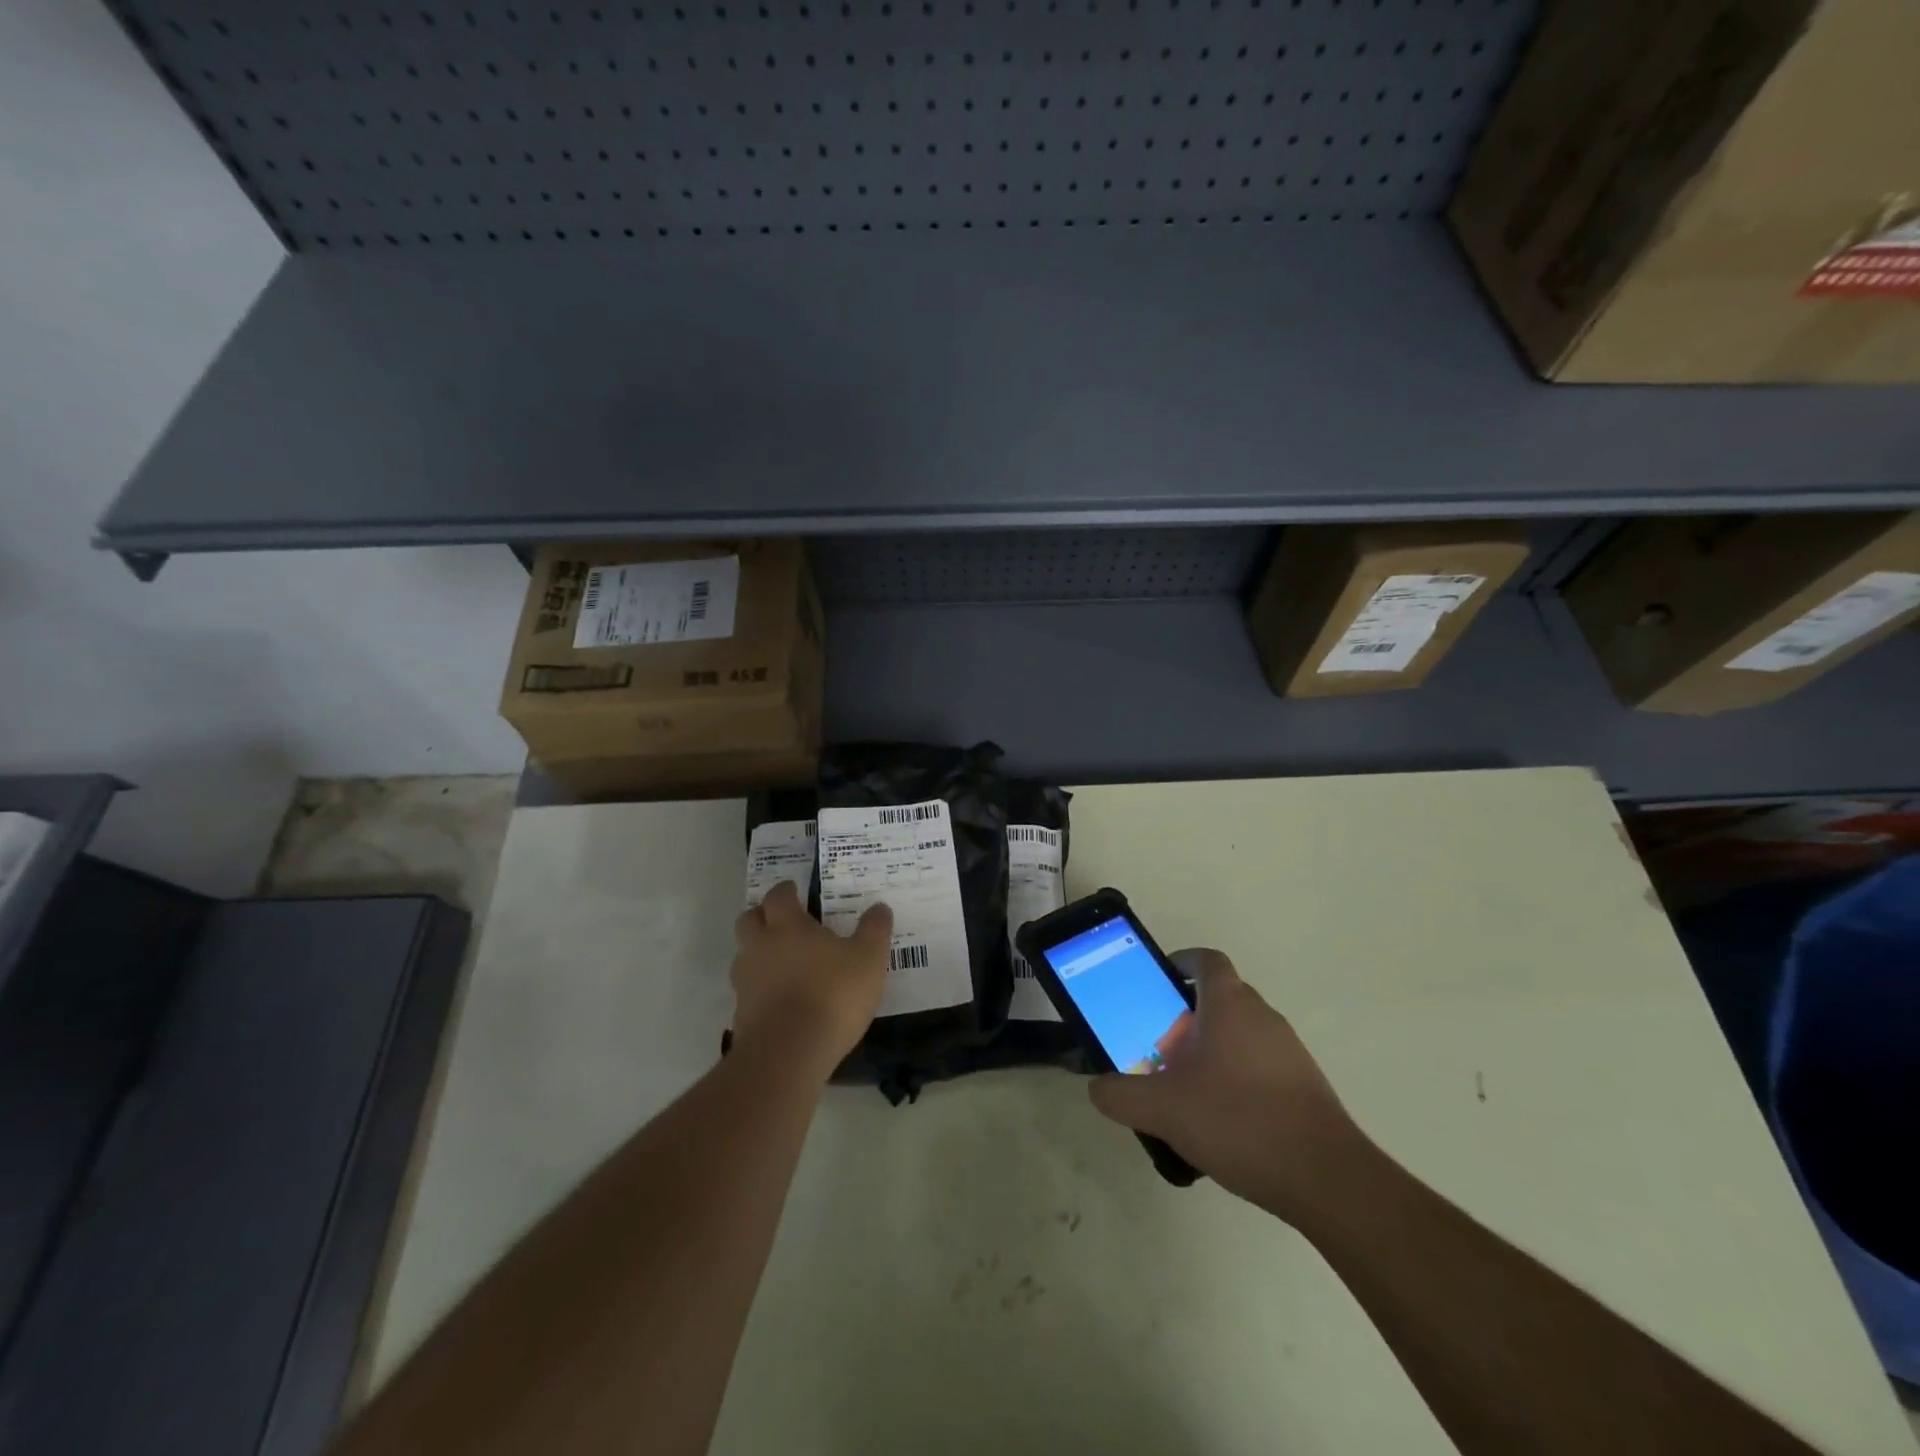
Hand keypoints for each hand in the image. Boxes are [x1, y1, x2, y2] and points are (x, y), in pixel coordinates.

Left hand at [731, 881, 891, 1079]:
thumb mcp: (869, 959)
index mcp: (787, 926)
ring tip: (782, 962)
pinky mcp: (741, 1015)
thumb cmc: (832, 994)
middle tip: (781, 920)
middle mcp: (760, 947)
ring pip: (744, 955)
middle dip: (762, 915)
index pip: (778, 896)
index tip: (795, 890)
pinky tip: (781, 999)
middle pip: (749, 920)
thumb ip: (874, 930)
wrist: (789, 1054)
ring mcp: (746, 982)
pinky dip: (760, 988)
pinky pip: (748, 990)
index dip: (786, 891)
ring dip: (758, 952)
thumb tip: (879, 908)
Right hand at [1088, 948, 1362, 1222]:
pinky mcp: (1304, 1084)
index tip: (1158, 981)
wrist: (1325, 1177)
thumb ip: (1120, 1095)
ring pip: (1240, 1033)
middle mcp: (1262, 1015)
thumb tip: (1098, 1087)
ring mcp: (1288, 1049)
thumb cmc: (1238, 1121)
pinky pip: (1260, 1064)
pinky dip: (1237, 1076)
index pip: (1205, 960)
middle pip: (1220, 997)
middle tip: (1159, 1046)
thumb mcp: (1162, 1109)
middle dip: (1187, 1015)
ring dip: (1212, 1048)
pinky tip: (1222, 1120)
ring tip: (1186, 1089)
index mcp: (1228, 1004)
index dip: (1180, 962)